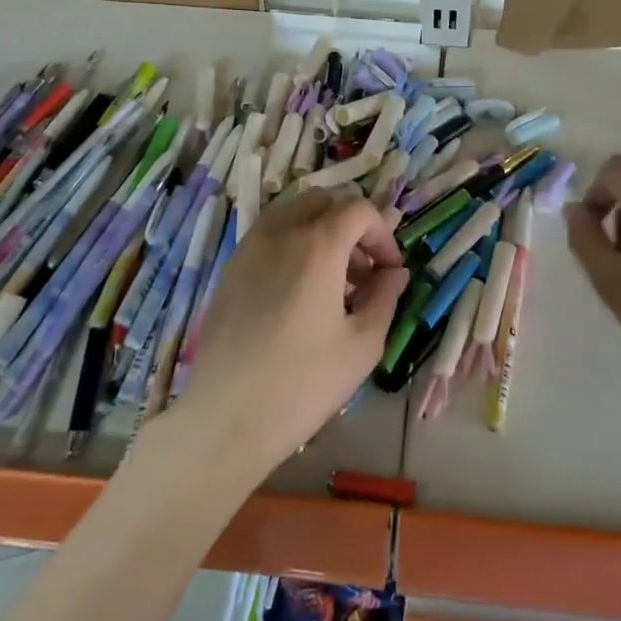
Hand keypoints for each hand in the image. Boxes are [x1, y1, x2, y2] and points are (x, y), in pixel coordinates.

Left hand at [171, 190, 407, 476]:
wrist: (225, 420)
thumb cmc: (303, 384)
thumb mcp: (362, 345)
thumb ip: (385, 298)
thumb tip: (395, 273)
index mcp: (317, 245)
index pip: (359, 209)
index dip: (383, 234)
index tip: (390, 271)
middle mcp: (280, 233)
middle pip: (324, 201)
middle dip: (351, 226)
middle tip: (362, 272)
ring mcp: (248, 248)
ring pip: (292, 213)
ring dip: (320, 232)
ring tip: (330, 283)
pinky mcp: (229, 269)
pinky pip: (268, 236)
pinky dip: (292, 245)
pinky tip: (297, 295)